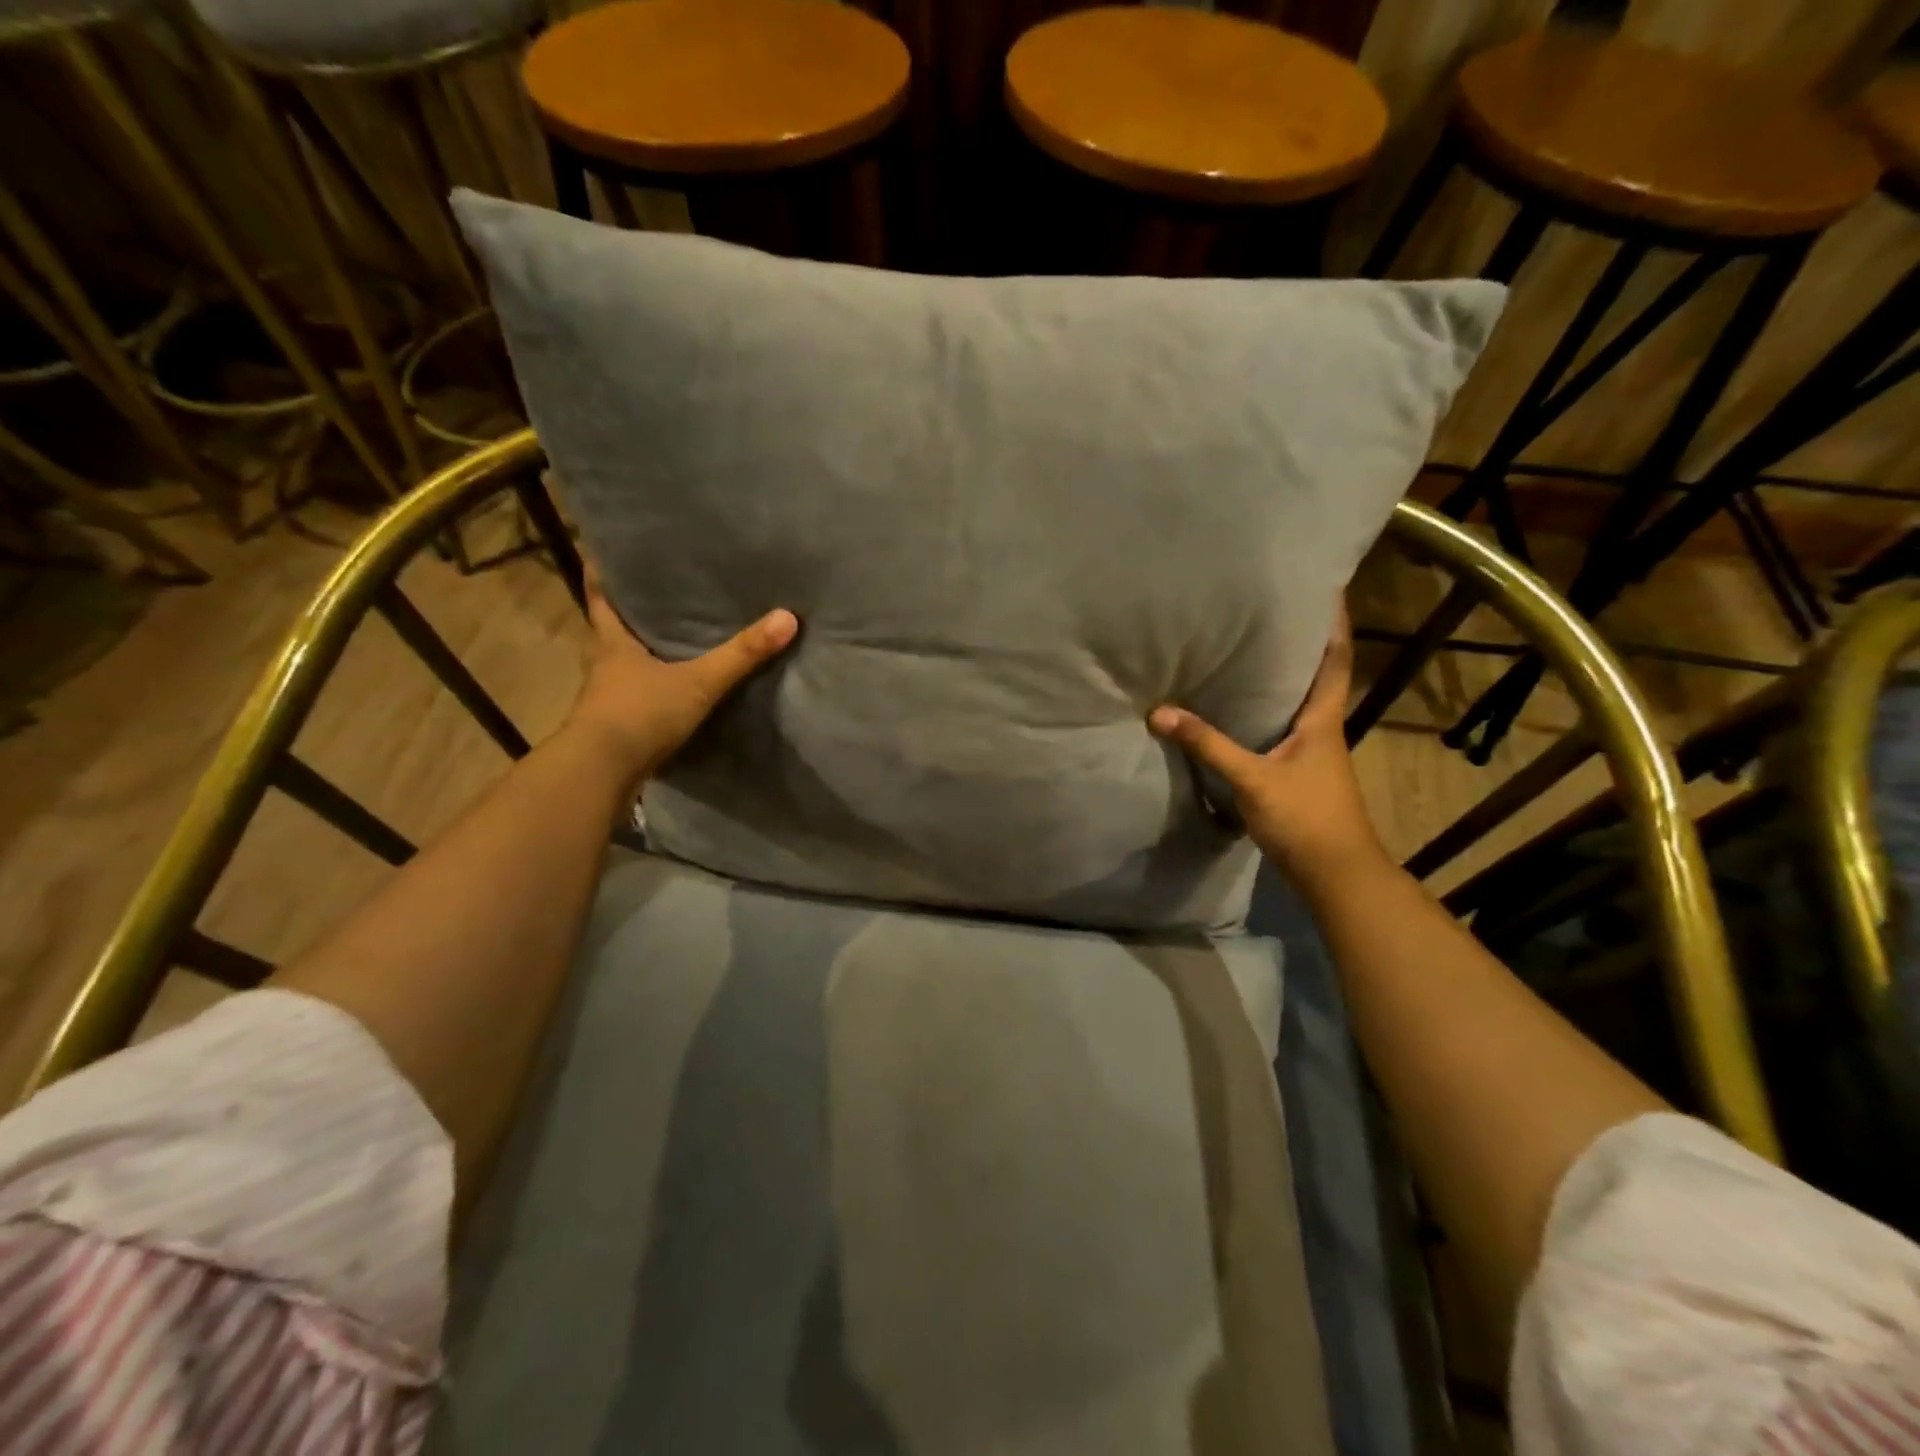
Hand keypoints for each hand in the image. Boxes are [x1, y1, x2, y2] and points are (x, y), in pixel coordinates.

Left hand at [566, 567, 798, 786]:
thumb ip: (741, 654)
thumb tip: (787, 617)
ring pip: (623, 663)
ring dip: (641, 651)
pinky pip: (635, 695)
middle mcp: (604, 664)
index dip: (603, 573)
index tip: (608, 551)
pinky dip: (650, 687)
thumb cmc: (640, 714)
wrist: (601, 773)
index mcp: (612, 643)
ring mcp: (608, 697)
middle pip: (612, 629)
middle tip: (659, 591)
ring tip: (672, 637)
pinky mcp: (616, 726)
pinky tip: (672, 688)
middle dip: (631, 611)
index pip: (601, 597)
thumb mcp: (698, 682)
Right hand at [1148, 603, 1382, 878]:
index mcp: (1322, 719)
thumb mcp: (1252, 779)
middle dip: (1301, 642)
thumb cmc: (1305, 817)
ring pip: (1298, 702)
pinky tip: (1238, 710)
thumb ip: (1207, 745)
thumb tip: (1160, 712)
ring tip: (1249, 649)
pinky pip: (1282, 728)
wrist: (1334, 873)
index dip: (1334, 622)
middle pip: (1317, 674)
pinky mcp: (1298, 772)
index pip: (1335, 659)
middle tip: (1271, 610)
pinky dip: (1265, 710)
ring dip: (1282, 676)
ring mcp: (1313, 752)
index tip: (1326, 586)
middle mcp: (1323, 728)